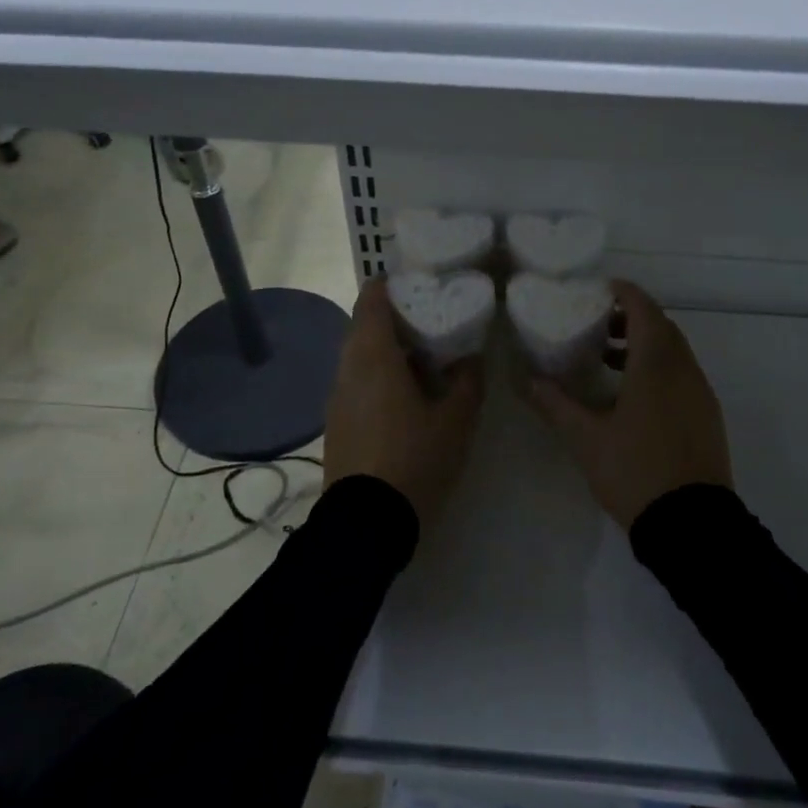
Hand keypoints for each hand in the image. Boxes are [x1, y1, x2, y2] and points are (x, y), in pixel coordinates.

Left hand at [324, 278, 484, 528]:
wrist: (366, 524)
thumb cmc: (415, 460)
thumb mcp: (456, 421)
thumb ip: (468, 382)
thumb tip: (471, 357)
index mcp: (373, 357)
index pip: (371, 301)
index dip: (390, 285)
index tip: (417, 283)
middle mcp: (347, 369)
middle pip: (364, 327)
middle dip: (395, 319)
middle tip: (432, 321)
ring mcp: (337, 398)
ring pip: (359, 357)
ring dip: (388, 351)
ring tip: (424, 359)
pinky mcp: (336, 423)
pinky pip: (357, 383)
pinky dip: (379, 376)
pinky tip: (406, 397)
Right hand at [524, 281, 732, 528]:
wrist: (692, 523)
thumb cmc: (635, 471)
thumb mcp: (586, 438)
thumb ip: (555, 403)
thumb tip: (525, 379)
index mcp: (656, 364)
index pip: (643, 309)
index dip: (623, 293)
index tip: (597, 290)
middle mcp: (684, 369)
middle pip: (661, 326)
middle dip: (630, 318)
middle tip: (595, 324)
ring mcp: (700, 393)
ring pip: (674, 351)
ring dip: (644, 344)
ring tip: (607, 359)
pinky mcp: (707, 415)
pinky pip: (682, 374)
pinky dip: (658, 367)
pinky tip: (632, 395)